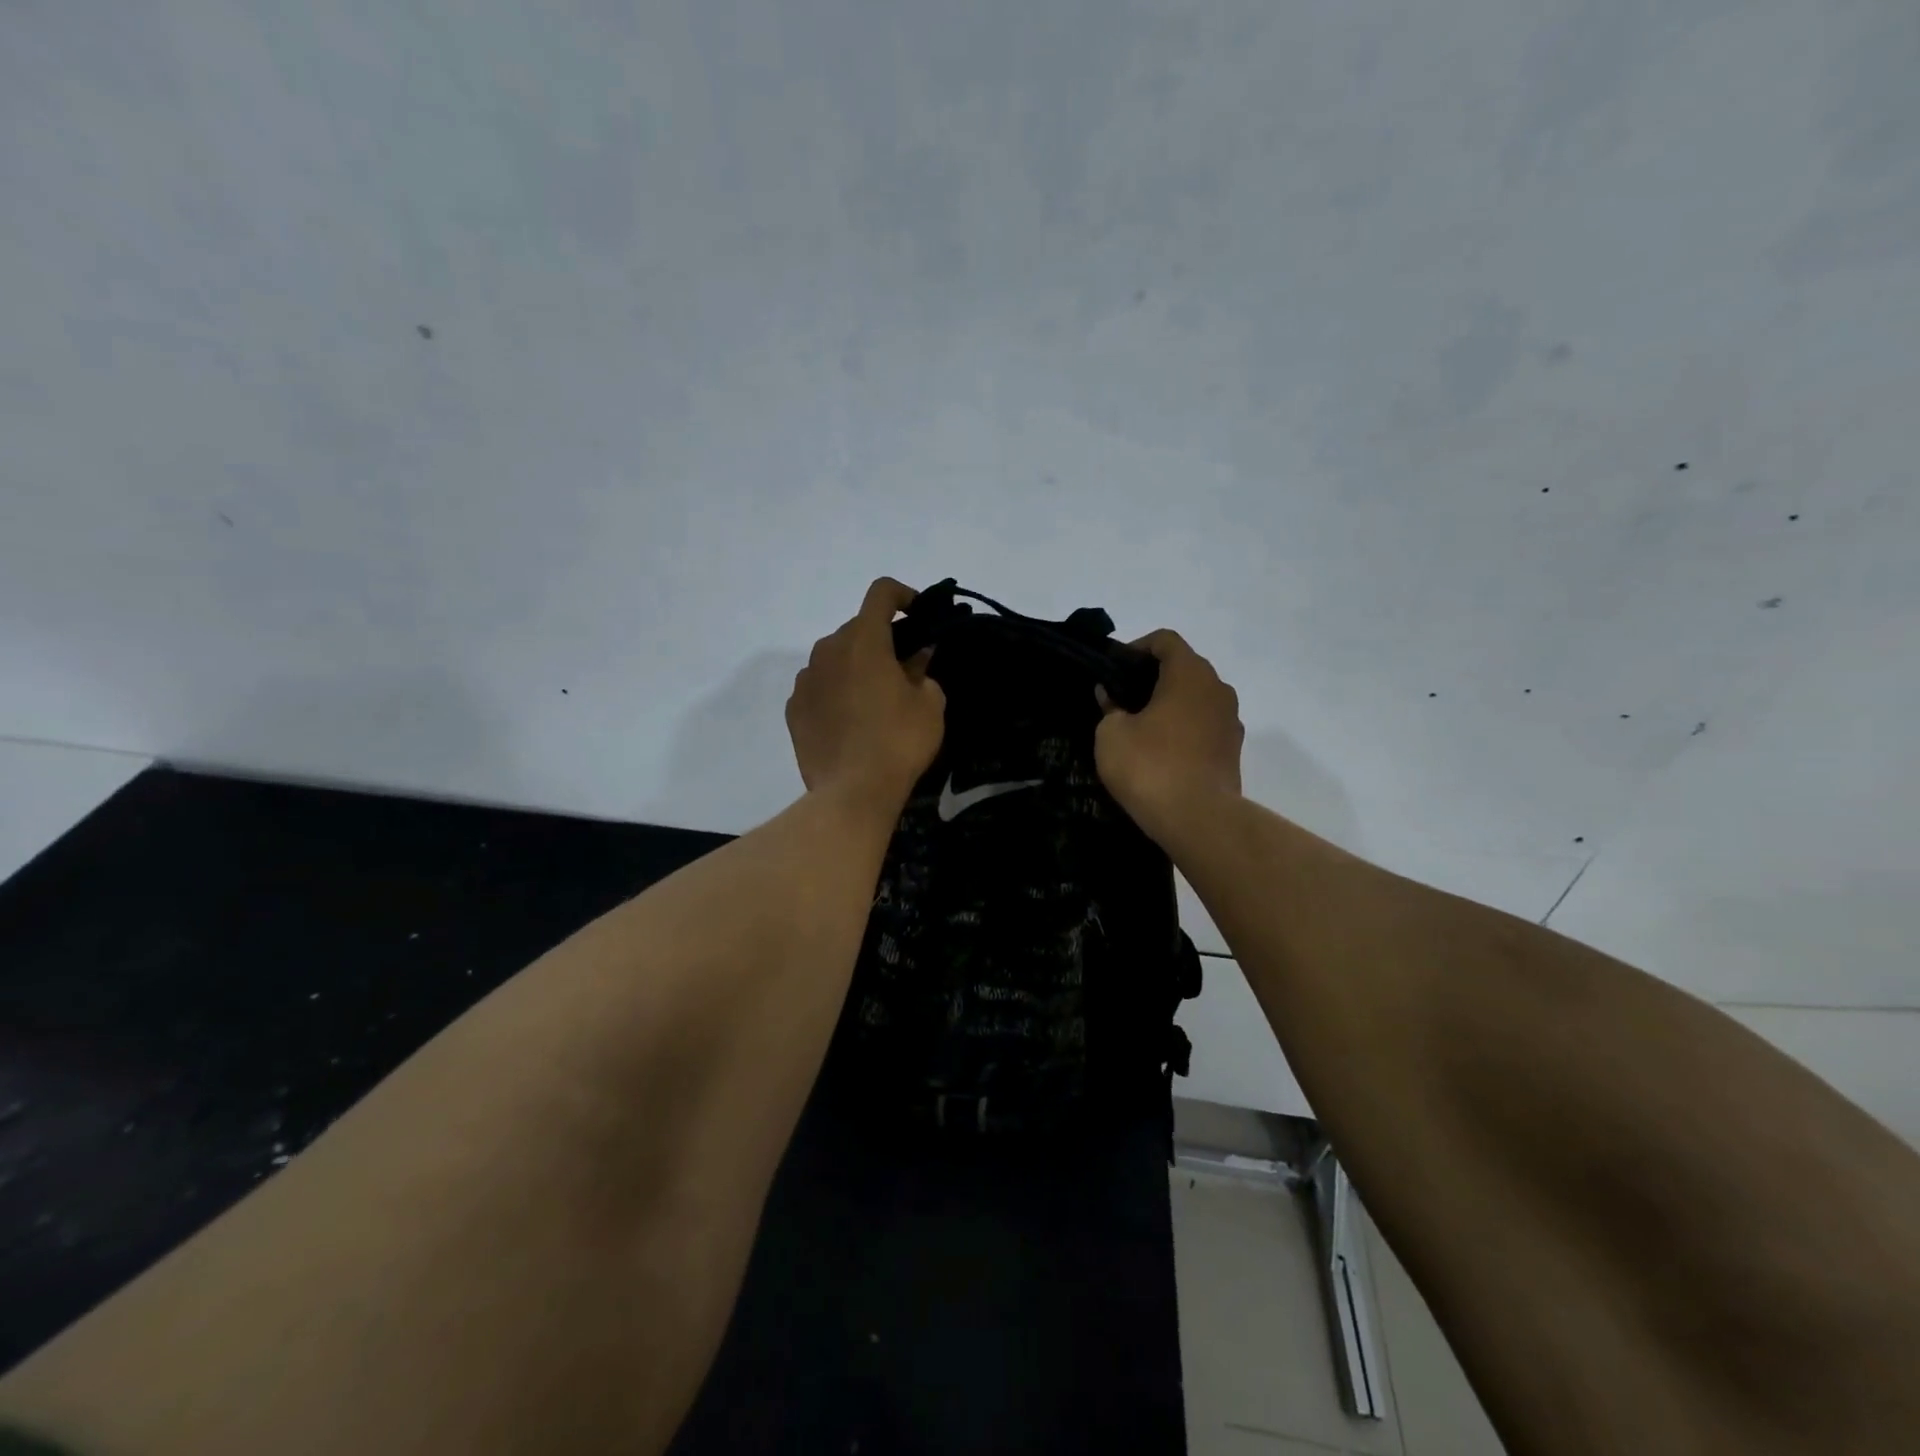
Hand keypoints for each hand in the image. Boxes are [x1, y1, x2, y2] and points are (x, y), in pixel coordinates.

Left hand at [787, 578, 945, 814]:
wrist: (852, 792)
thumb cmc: (899, 741)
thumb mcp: (930, 704)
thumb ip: (923, 670)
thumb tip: (917, 656)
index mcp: (864, 641)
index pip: (881, 593)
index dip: (903, 595)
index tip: (918, 614)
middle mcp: (828, 650)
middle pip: (857, 628)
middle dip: (881, 640)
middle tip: (903, 669)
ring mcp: (805, 680)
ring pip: (834, 658)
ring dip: (855, 666)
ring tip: (873, 699)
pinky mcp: (793, 709)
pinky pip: (818, 687)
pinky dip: (835, 691)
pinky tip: (849, 721)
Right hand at [1094, 630, 1243, 845]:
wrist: (1198, 819)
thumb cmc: (1151, 766)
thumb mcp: (1111, 734)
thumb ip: (1109, 708)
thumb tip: (1110, 696)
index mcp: (1189, 674)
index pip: (1165, 640)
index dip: (1137, 648)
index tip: (1115, 669)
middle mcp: (1217, 689)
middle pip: (1184, 668)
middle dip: (1153, 677)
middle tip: (1122, 698)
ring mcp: (1231, 720)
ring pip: (1196, 699)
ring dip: (1170, 705)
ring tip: (1140, 727)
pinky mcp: (1233, 751)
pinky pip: (1204, 726)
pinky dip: (1183, 729)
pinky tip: (1161, 752)